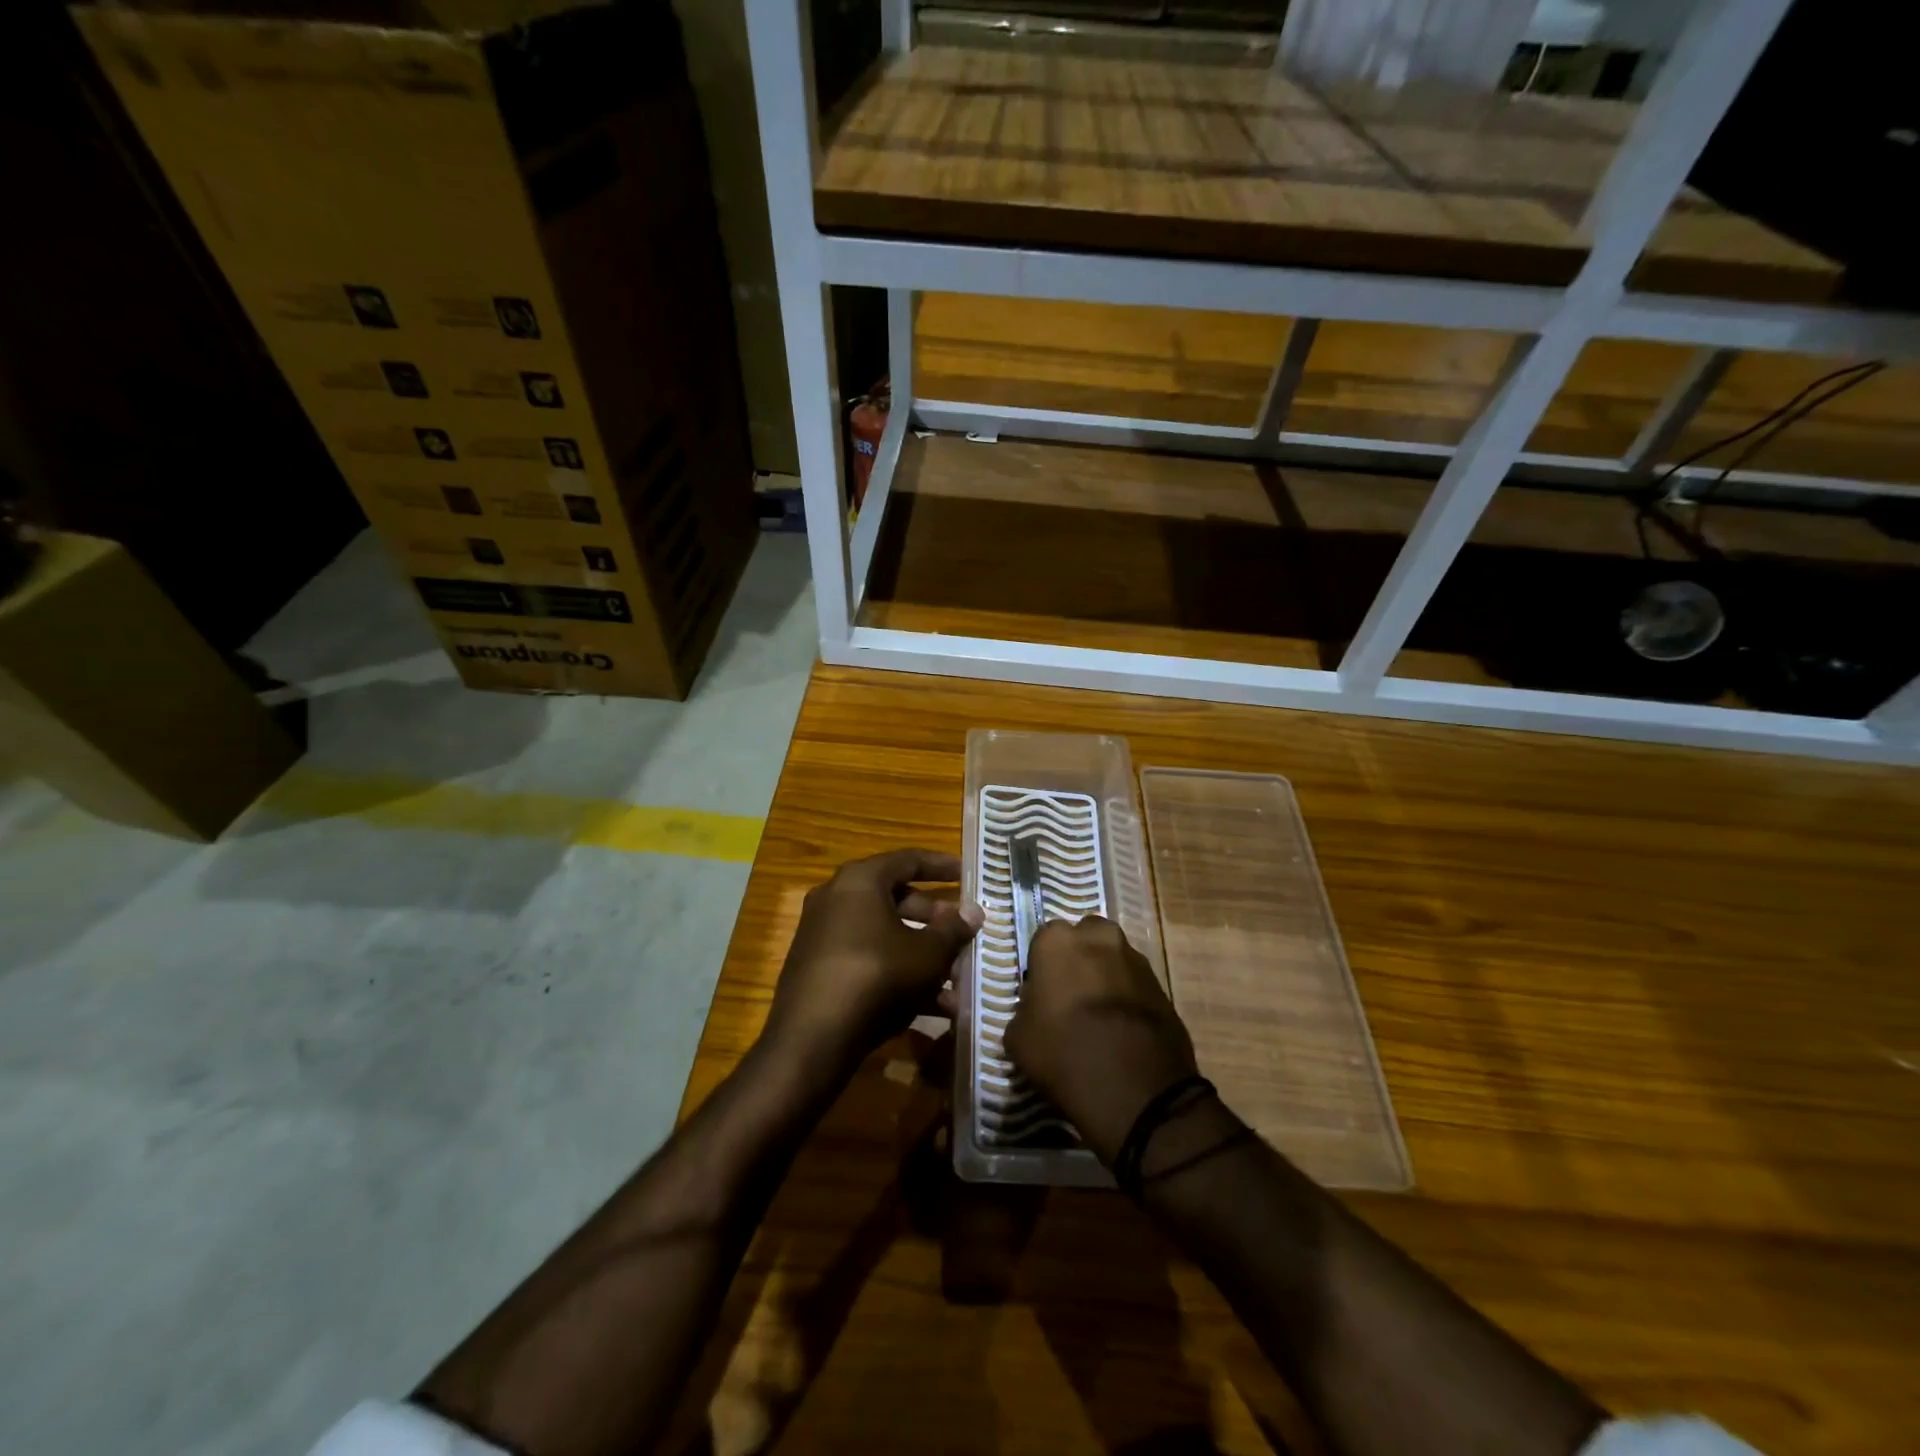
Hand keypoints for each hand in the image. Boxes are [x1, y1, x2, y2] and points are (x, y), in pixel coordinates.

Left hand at [765, 849, 982, 1081]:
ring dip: (921, 954)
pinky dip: (897, 974)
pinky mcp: (818, 969)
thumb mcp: (927, 953)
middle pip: (894, 898)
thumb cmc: (877, 975)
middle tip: (962, 930)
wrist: (812, 1037)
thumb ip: (953, 929)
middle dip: (933, 917)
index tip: (968, 873)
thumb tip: (974, 911)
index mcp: (860, 880)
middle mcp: (836, 898)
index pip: (908, 860)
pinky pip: (867, 960)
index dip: (941, 865)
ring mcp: (823, 935)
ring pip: (883, 935)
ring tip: (956, 980)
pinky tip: (932, 1007)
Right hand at [1005, 916, 1198, 1163]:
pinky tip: (1122, 1030)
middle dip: (1079, 959)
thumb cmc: (1065, 1054)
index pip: (1044, 940)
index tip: (1042, 993)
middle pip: (1084, 938)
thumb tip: (1037, 1009)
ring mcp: (1136, 959)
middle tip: (1072, 996)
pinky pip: (1136, 983)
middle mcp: (1099, 937)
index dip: (1042, 966)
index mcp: (1058, 941)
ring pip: (1113, 958)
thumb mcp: (1018, 1038)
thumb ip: (1025, 1009)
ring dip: (1106, 976)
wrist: (1137, 1090)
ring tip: (1100, 1016)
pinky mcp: (1162, 985)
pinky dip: (1129, 997)